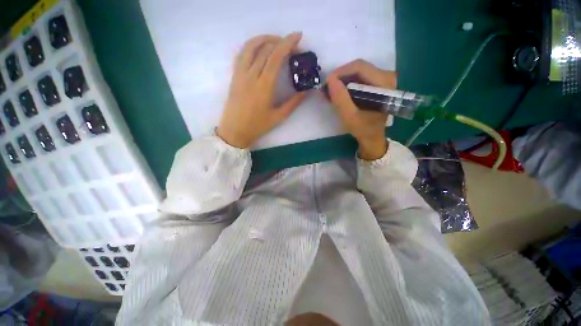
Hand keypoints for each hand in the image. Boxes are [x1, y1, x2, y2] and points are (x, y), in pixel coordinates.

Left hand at [217, 33, 306, 147]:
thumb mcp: (279, 117)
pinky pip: (241, 54)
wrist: (235, 131)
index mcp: (264, 86)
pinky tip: (259, 48)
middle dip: (281, 42)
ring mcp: (240, 74)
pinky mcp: (234, 76)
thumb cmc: (257, 126)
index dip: (288, 43)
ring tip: (276, 40)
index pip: (276, 57)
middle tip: (292, 45)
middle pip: (266, 49)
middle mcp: (251, 75)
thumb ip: (293, 103)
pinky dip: (251, 45)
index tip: (298, 37)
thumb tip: (307, 91)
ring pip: (251, 47)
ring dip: (265, 38)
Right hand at [326, 59, 397, 159]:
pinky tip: (339, 92)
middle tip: (327, 88)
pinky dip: (347, 83)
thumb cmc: (363, 129)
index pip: (360, 67)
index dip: (341, 72)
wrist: (373, 137)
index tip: (327, 83)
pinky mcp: (377, 83)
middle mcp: (387, 76)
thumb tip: (330, 80)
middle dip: (340, 76)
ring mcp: (383, 79)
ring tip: (331, 91)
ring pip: (358, 71)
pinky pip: (359, 77)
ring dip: (342, 80)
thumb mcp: (350, 117)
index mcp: (384, 84)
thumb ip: (341, 99)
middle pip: (359, 67)